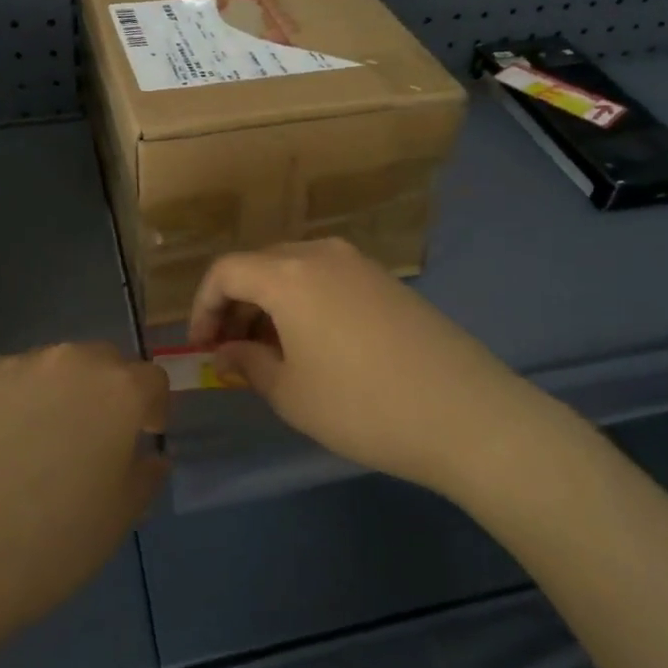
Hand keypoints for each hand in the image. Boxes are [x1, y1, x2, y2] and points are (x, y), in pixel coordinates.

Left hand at [0, 342, 167, 667]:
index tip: (140, 439)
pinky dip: (5, 405)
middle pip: (102, 363)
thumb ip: (144, 476)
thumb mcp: (117, 521)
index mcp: (119, 390)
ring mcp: (13, 364)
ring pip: (49, 370)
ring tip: (29, 449)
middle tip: (87, 442)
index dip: (151, 410)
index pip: (152, 381)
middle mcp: (71, 361)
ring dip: (54, 396)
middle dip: (105, 394)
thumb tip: (148, 455)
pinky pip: (1, 383)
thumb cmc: (47, 548)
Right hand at [189, 239, 530, 495]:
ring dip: (270, 302)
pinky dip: (304, 300)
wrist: (465, 413)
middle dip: (236, 303)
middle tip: (232, 350)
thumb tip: (228, 351)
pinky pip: (327, 277)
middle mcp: (321, 254)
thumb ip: (248, 363)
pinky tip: (314, 343)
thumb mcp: (291, 393)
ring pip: (294, 269)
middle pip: (259, 264)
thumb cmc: (362, 406)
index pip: (225, 271)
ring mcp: (359, 263)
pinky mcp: (386, 280)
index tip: (202, 347)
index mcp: (288, 274)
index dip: (203, 306)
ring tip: (271, 351)